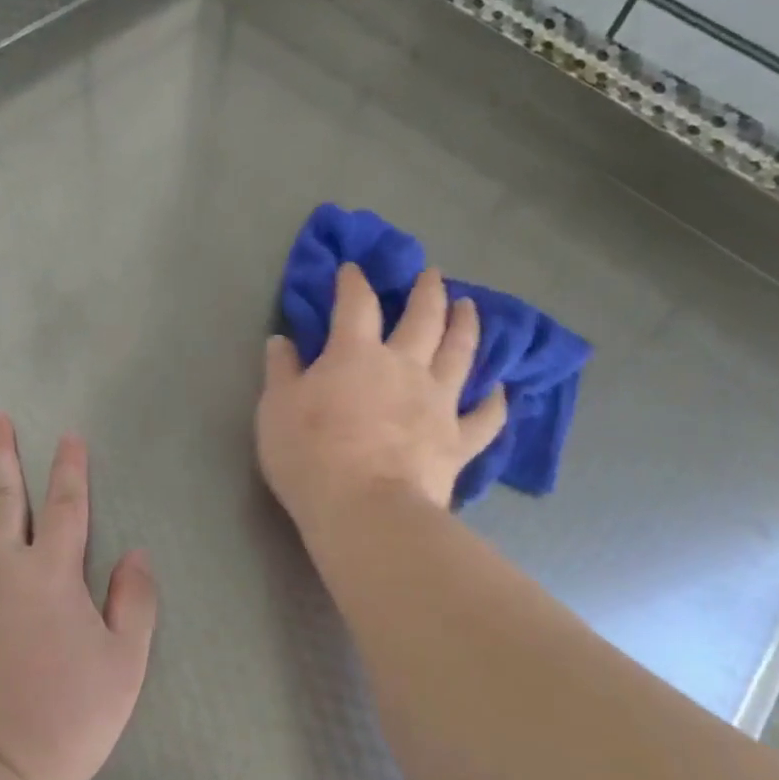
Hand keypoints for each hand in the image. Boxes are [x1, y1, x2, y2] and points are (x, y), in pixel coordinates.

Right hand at [257, 263, 506, 527]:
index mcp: (355, 353)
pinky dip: (495, 402)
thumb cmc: (310, 455)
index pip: (356, 304)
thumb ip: (282, 371)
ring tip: (470, 307)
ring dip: (466, 326)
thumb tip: (281, 340)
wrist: (365, 510)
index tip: (352, 269)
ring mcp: (438, 401)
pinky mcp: (459, 440)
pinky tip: (501, 389)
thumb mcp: (276, 409)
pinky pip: (485, 417)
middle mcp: (404, 366)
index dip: (353, 282)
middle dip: (427, 291)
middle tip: (433, 275)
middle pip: (423, 317)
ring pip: (460, 353)